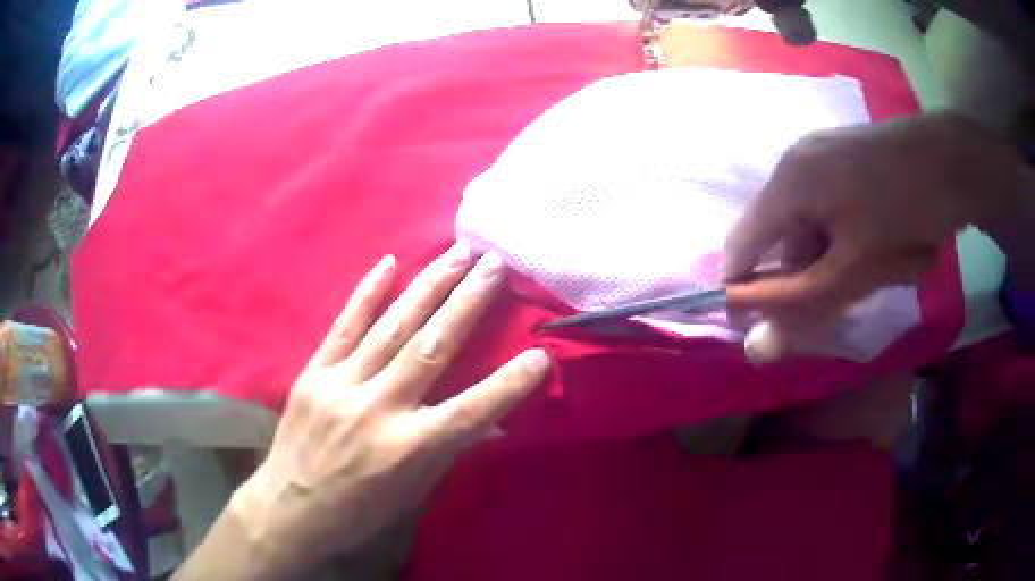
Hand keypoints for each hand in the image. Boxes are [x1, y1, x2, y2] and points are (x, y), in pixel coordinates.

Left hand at [226, 247, 549, 574]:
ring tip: (457, 253)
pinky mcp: (313, 373)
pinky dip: (368, 293)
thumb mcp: (412, 494)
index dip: (509, 383)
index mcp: (408, 449)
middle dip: (468, 301)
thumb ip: (447, 451)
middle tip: (494, 263)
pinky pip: (344, 326)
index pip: (471, 411)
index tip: (540, 352)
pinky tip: (389, 262)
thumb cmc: (357, 510)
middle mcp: (377, 409)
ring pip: (392, 327)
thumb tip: (489, 422)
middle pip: (431, 347)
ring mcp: (341, 385)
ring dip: (428, 286)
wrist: (289, 508)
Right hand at [723, 112, 1026, 361]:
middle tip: (843, 291)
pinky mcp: (841, 151)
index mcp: (790, 183)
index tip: (769, 324)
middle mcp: (795, 160)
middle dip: (804, 272)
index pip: (741, 245)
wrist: (948, 160)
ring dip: (828, 253)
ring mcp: (819, 151)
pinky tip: (874, 237)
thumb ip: (802, 308)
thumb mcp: (855, 271)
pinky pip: (825, 201)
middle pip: (778, 234)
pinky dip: (841, 231)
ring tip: (869, 264)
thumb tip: (754, 347)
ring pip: (806, 219)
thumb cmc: (903, 214)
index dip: (745, 290)